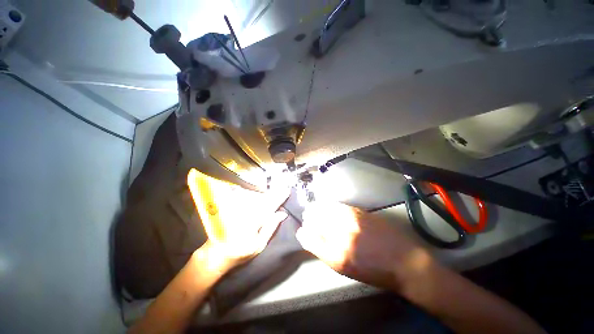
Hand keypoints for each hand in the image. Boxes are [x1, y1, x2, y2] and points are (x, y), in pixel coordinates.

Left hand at [187, 169, 289, 270]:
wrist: (217, 253)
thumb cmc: (241, 251)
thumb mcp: (260, 244)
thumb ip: (271, 226)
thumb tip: (282, 213)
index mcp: (255, 218)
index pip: (272, 204)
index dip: (280, 196)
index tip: (287, 190)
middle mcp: (247, 208)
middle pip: (263, 196)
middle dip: (272, 194)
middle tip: (280, 192)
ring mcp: (238, 206)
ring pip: (254, 194)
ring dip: (262, 194)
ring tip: (268, 195)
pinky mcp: (232, 205)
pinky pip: (244, 195)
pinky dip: (252, 194)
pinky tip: (255, 196)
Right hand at [296, 201, 433, 289]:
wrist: (405, 261)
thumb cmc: (374, 271)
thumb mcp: (347, 269)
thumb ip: (327, 253)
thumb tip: (313, 238)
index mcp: (337, 257)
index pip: (310, 239)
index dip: (304, 233)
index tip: (303, 230)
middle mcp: (342, 237)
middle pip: (316, 221)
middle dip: (309, 218)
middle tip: (308, 217)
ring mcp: (351, 222)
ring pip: (326, 210)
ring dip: (318, 209)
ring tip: (315, 209)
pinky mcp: (360, 212)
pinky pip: (338, 206)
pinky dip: (330, 205)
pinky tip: (328, 206)